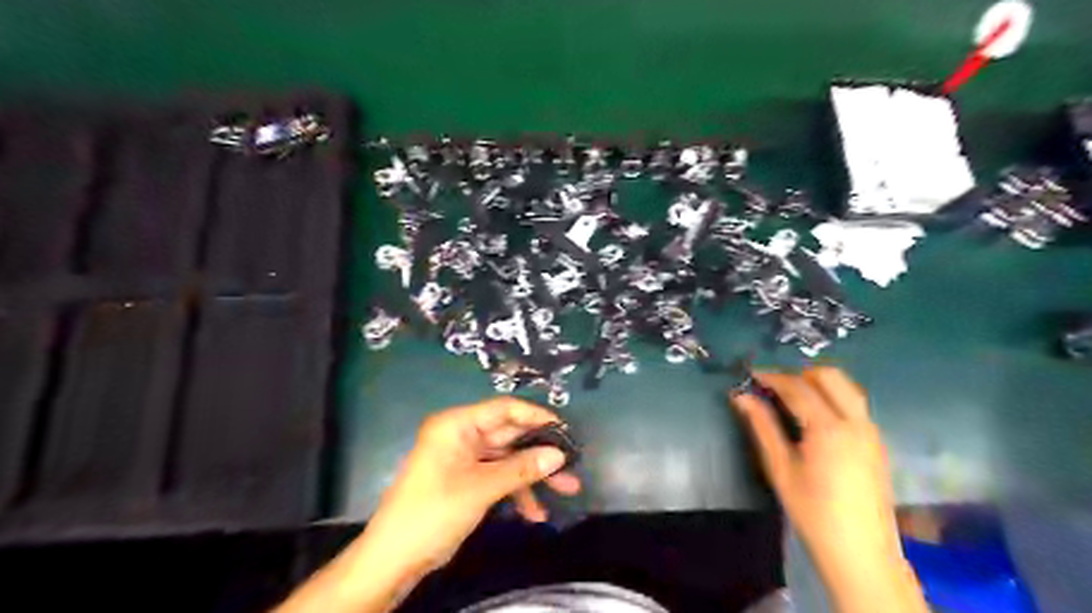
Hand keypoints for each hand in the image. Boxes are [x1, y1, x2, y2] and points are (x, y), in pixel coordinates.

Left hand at [276, 398, 579, 612]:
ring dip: (534, 476)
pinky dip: (517, 492)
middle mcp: (462, 436)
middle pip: (509, 436)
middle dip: (540, 452)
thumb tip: (559, 455)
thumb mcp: (481, 488)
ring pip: (508, 459)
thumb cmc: (433, 511)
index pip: (503, 409)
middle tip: (572, 464)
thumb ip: (522, 469)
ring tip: (567, 490)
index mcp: (457, 425)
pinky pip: (498, 478)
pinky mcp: (467, 481)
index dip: (536, 417)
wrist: (394, 558)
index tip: (565, 430)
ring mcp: (465, 459)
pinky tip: (535, 513)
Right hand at [727, 369, 925, 611]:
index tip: (749, 375)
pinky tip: (813, 416)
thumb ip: (762, 426)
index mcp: (829, 428)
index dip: (771, 377)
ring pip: (846, 387)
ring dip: (817, 383)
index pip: (797, 387)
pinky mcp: (877, 441)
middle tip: (772, 386)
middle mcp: (856, 421)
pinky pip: (854, 404)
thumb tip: (741, 397)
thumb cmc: (813, 512)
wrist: (861, 552)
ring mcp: (871, 430)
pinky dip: (832, 397)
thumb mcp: (780, 468)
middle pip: (829, 376)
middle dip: (798, 374)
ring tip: (791, 397)